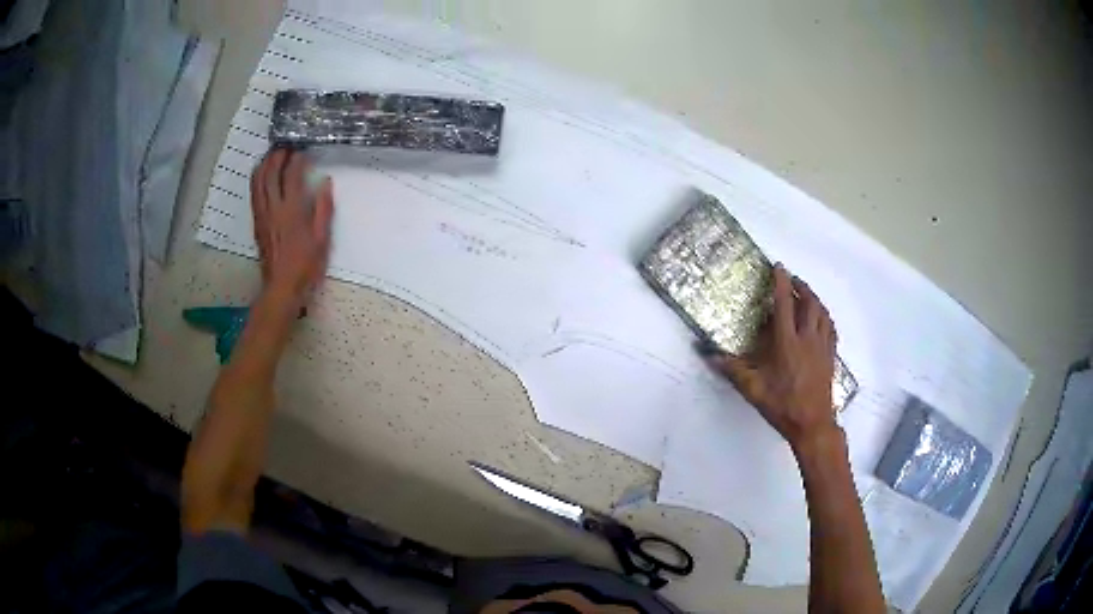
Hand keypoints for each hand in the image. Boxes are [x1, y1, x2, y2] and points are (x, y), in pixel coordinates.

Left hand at [250, 148, 333, 307]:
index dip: (297, 159)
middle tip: (287, 146)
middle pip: (270, 172)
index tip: (304, 151)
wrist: (281, 286)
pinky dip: (257, 178)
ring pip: (258, 181)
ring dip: (265, 164)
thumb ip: (323, 208)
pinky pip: (254, 193)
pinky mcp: (257, 221)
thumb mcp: (322, 238)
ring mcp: (262, 214)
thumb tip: (325, 182)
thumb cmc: (306, 265)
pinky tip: (263, 174)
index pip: (292, 175)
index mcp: (292, 210)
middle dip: (278, 155)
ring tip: (273, 155)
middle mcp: (274, 208)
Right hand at [708, 264, 839, 452]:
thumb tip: (709, 356)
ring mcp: (822, 346)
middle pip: (809, 303)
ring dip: (814, 299)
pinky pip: (831, 327)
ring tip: (806, 294)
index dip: (781, 284)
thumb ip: (733, 370)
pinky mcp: (830, 355)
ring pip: (822, 313)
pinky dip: (825, 316)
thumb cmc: (783, 405)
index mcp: (787, 343)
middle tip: (792, 279)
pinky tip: (821, 318)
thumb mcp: (753, 390)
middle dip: (801, 287)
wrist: (813, 423)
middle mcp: (807, 339)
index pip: (784, 305)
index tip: (779, 267)